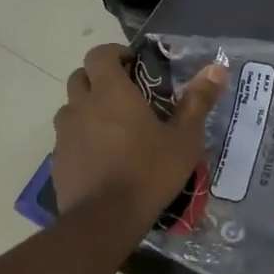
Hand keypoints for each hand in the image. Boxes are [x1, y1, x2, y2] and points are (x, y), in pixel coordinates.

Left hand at [53, 44, 227, 219]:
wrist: (105, 220)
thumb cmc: (149, 172)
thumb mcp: (184, 139)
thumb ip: (198, 101)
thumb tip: (216, 68)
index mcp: (111, 92)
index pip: (99, 54)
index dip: (114, 53)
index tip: (133, 65)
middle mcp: (81, 105)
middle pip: (81, 77)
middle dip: (100, 79)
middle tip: (125, 95)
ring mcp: (64, 133)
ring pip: (71, 107)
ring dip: (88, 108)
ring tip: (113, 127)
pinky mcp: (57, 159)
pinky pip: (67, 137)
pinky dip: (81, 137)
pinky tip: (102, 157)